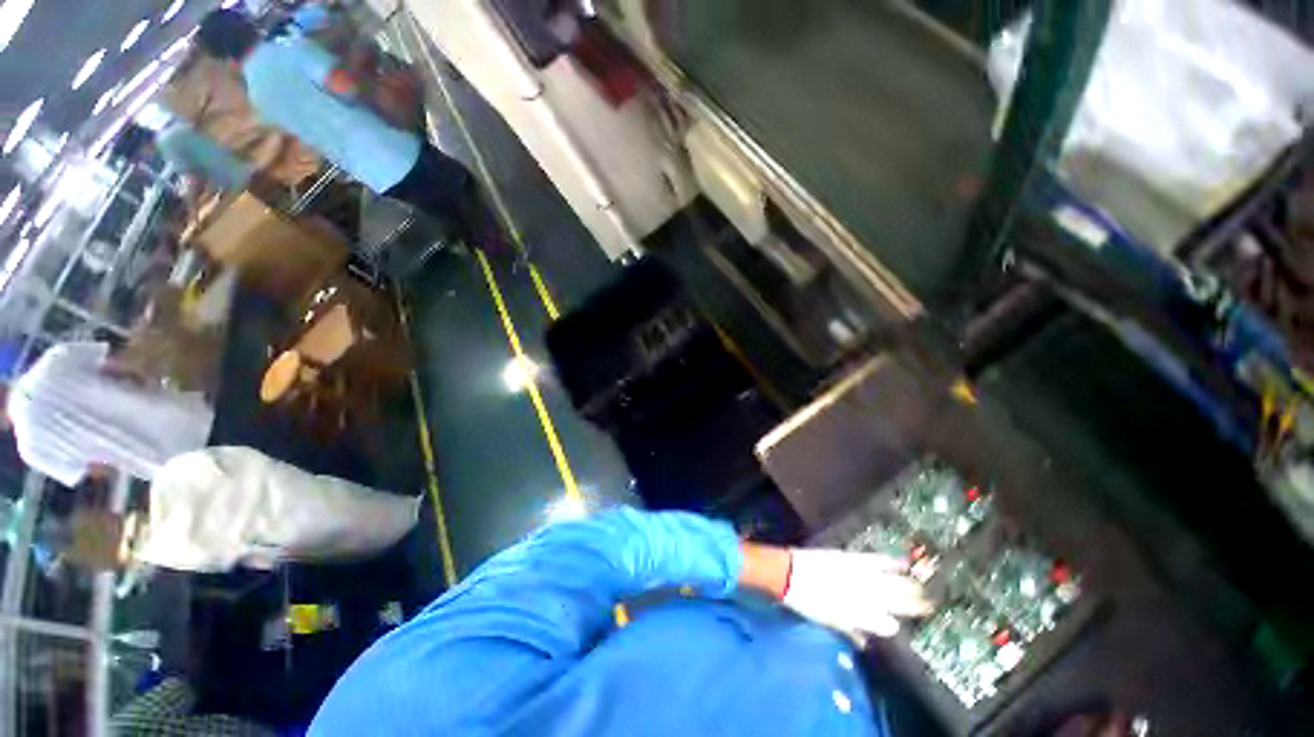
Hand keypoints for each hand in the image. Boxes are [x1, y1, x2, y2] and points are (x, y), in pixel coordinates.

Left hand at [782, 548, 931, 637]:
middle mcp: (863, 597)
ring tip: (924, 586)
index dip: (895, 625)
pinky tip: (904, 562)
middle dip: (914, 604)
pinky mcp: (851, 558)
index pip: (886, 624)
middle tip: (929, 605)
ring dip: (909, 584)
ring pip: (892, 582)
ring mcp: (858, 576)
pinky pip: (875, 560)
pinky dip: (891, 562)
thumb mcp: (828, 621)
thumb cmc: (805, 601)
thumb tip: (865, 642)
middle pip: (895, 602)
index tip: (904, 625)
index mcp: (857, 616)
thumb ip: (850, 630)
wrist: (787, 572)